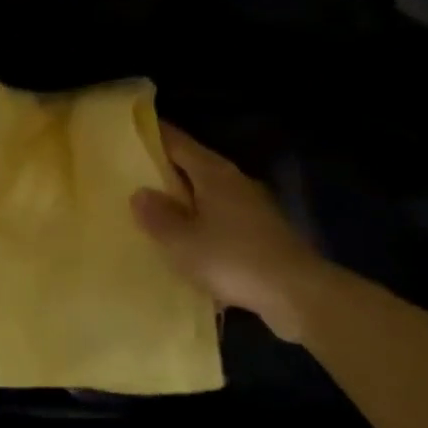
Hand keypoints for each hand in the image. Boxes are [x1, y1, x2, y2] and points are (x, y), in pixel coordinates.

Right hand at [131, 125, 331, 340]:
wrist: (297, 294)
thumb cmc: (233, 259)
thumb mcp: (183, 242)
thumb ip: (158, 217)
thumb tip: (139, 193)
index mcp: (214, 173)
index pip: (178, 142)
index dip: (154, 136)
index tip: (131, 133)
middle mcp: (234, 181)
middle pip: (194, 165)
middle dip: (166, 169)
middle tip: (132, 176)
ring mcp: (252, 206)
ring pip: (209, 193)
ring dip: (185, 199)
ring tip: (155, 211)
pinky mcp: (261, 232)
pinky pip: (222, 218)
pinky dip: (202, 223)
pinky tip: (189, 242)